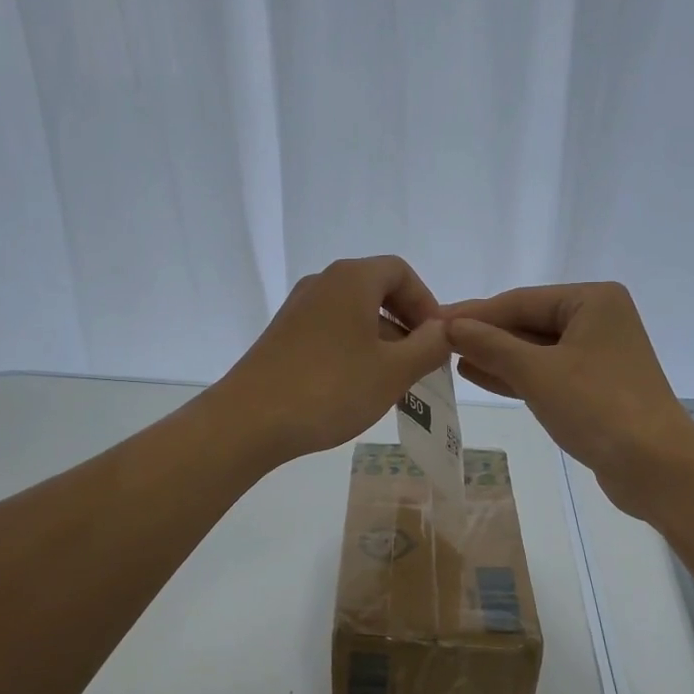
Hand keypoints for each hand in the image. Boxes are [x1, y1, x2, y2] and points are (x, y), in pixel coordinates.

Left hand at [216, 256, 451, 466]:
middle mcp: (322, 283)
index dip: (426, 302)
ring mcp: (298, 309)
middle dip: (406, 324)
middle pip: (376, 290)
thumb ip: (429, 347)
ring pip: (353, 313)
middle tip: (422, 362)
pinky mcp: (282, 335)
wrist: (249, 421)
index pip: (401, 272)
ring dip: (381, 340)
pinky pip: (331, 330)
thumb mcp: (393, 371)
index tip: (438, 338)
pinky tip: (358, 386)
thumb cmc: (330, 389)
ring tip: (394, 381)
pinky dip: (354, 348)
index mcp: (351, 279)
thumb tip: (445, 330)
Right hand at [442, 282, 693, 517]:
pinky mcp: (595, 386)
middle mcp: (598, 319)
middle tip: (436, 341)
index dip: (474, 313)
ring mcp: (598, 354)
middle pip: (528, 322)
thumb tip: (450, 325)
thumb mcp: (537, 372)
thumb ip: (491, 345)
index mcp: (592, 301)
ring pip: (536, 350)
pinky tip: (479, 375)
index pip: (520, 301)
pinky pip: (547, 372)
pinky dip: (516, 375)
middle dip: (485, 335)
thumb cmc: (598, 407)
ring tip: (451, 358)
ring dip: (496, 355)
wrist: (657, 467)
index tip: (432, 321)